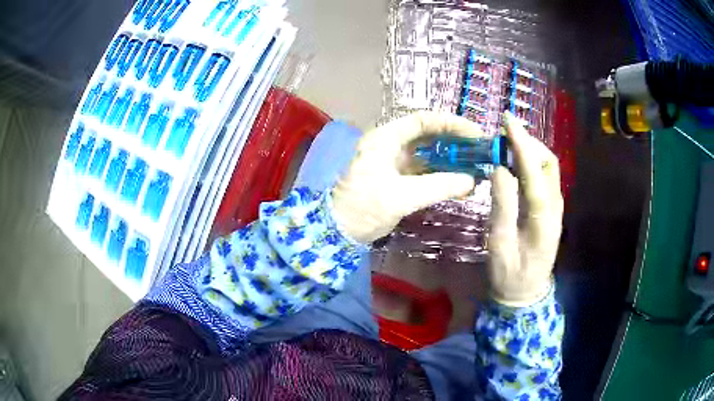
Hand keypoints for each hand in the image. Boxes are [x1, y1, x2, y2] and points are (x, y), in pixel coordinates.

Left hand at [332, 112, 480, 243]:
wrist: (337, 231)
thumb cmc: (364, 208)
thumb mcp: (401, 196)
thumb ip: (438, 186)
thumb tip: (471, 180)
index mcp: (385, 138)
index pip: (423, 121)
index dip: (451, 124)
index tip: (475, 133)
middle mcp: (390, 145)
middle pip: (428, 135)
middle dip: (454, 141)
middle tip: (479, 150)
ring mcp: (393, 162)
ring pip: (428, 154)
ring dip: (450, 159)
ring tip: (475, 166)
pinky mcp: (397, 179)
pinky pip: (424, 171)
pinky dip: (442, 175)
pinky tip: (460, 182)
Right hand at [488, 112, 563, 306]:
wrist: (525, 294)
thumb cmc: (510, 274)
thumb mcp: (500, 244)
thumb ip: (502, 204)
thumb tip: (499, 167)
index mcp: (543, 218)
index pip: (534, 172)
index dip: (521, 144)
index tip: (507, 121)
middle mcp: (555, 207)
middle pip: (548, 162)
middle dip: (528, 142)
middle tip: (503, 136)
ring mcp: (555, 207)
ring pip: (548, 167)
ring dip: (530, 150)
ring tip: (506, 145)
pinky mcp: (551, 208)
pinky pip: (543, 176)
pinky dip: (530, 162)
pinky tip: (515, 163)